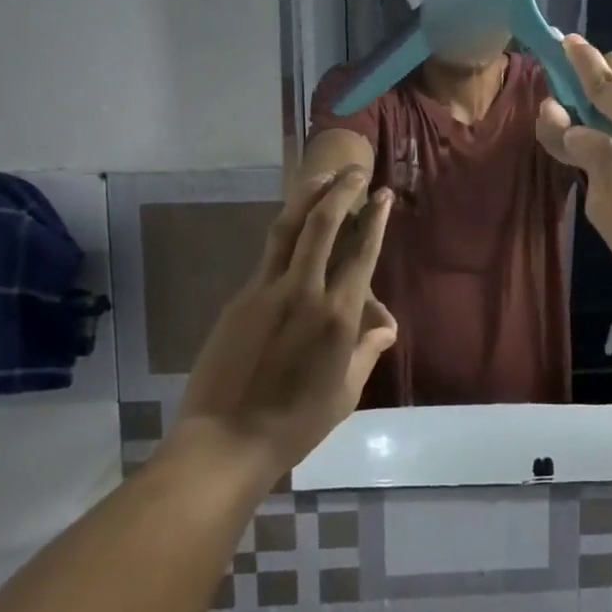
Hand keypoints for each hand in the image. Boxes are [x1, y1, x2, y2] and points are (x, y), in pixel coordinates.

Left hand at [174, 167, 396, 477]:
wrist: (226, 440)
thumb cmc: (296, 423)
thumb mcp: (345, 391)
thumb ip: (367, 350)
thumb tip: (385, 325)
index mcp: (337, 315)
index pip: (362, 252)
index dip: (374, 219)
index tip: (382, 195)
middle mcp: (304, 290)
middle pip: (322, 224)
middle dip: (341, 190)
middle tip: (354, 170)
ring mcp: (266, 290)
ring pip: (288, 228)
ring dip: (307, 196)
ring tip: (321, 175)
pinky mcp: (240, 298)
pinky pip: (268, 255)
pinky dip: (286, 232)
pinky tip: (293, 228)